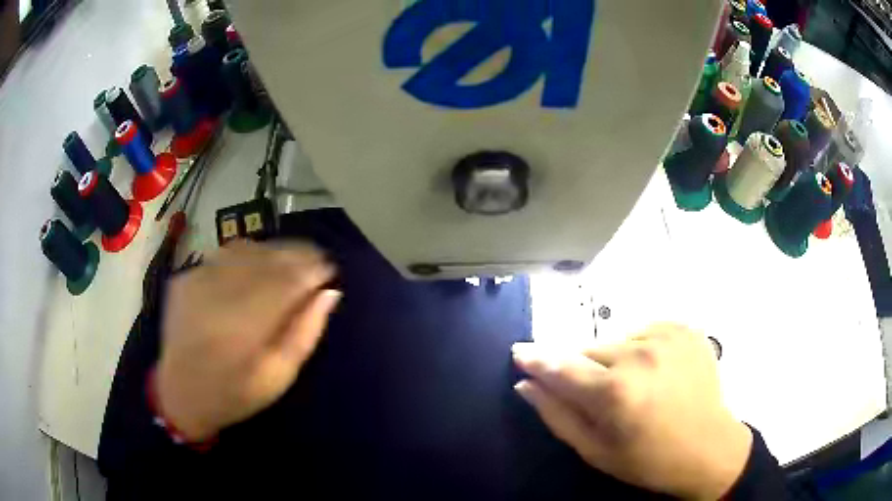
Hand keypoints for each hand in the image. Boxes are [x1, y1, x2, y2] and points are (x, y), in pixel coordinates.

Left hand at [155, 241, 339, 441]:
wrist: (180, 393)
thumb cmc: (235, 395)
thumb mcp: (278, 377)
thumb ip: (305, 334)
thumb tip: (330, 293)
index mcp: (242, 329)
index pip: (286, 282)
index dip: (312, 270)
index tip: (331, 269)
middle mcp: (217, 295)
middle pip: (266, 259)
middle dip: (298, 254)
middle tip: (318, 258)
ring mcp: (196, 281)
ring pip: (245, 249)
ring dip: (274, 250)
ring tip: (292, 258)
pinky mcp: (185, 277)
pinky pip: (223, 254)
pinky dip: (248, 253)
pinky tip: (258, 263)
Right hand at [513, 324, 751, 499]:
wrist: (709, 448)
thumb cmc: (648, 460)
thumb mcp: (596, 451)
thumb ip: (557, 415)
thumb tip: (526, 384)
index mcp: (615, 392)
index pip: (561, 366)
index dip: (537, 359)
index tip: (519, 352)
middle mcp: (639, 354)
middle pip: (589, 350)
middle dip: (584, 369)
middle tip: (601, 395)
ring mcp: (666, 336)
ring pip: (617, 340)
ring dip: (615, 360)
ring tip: (635, 386)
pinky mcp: (684, 328)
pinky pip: (644, 332)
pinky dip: (641, 349)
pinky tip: (656, 373)